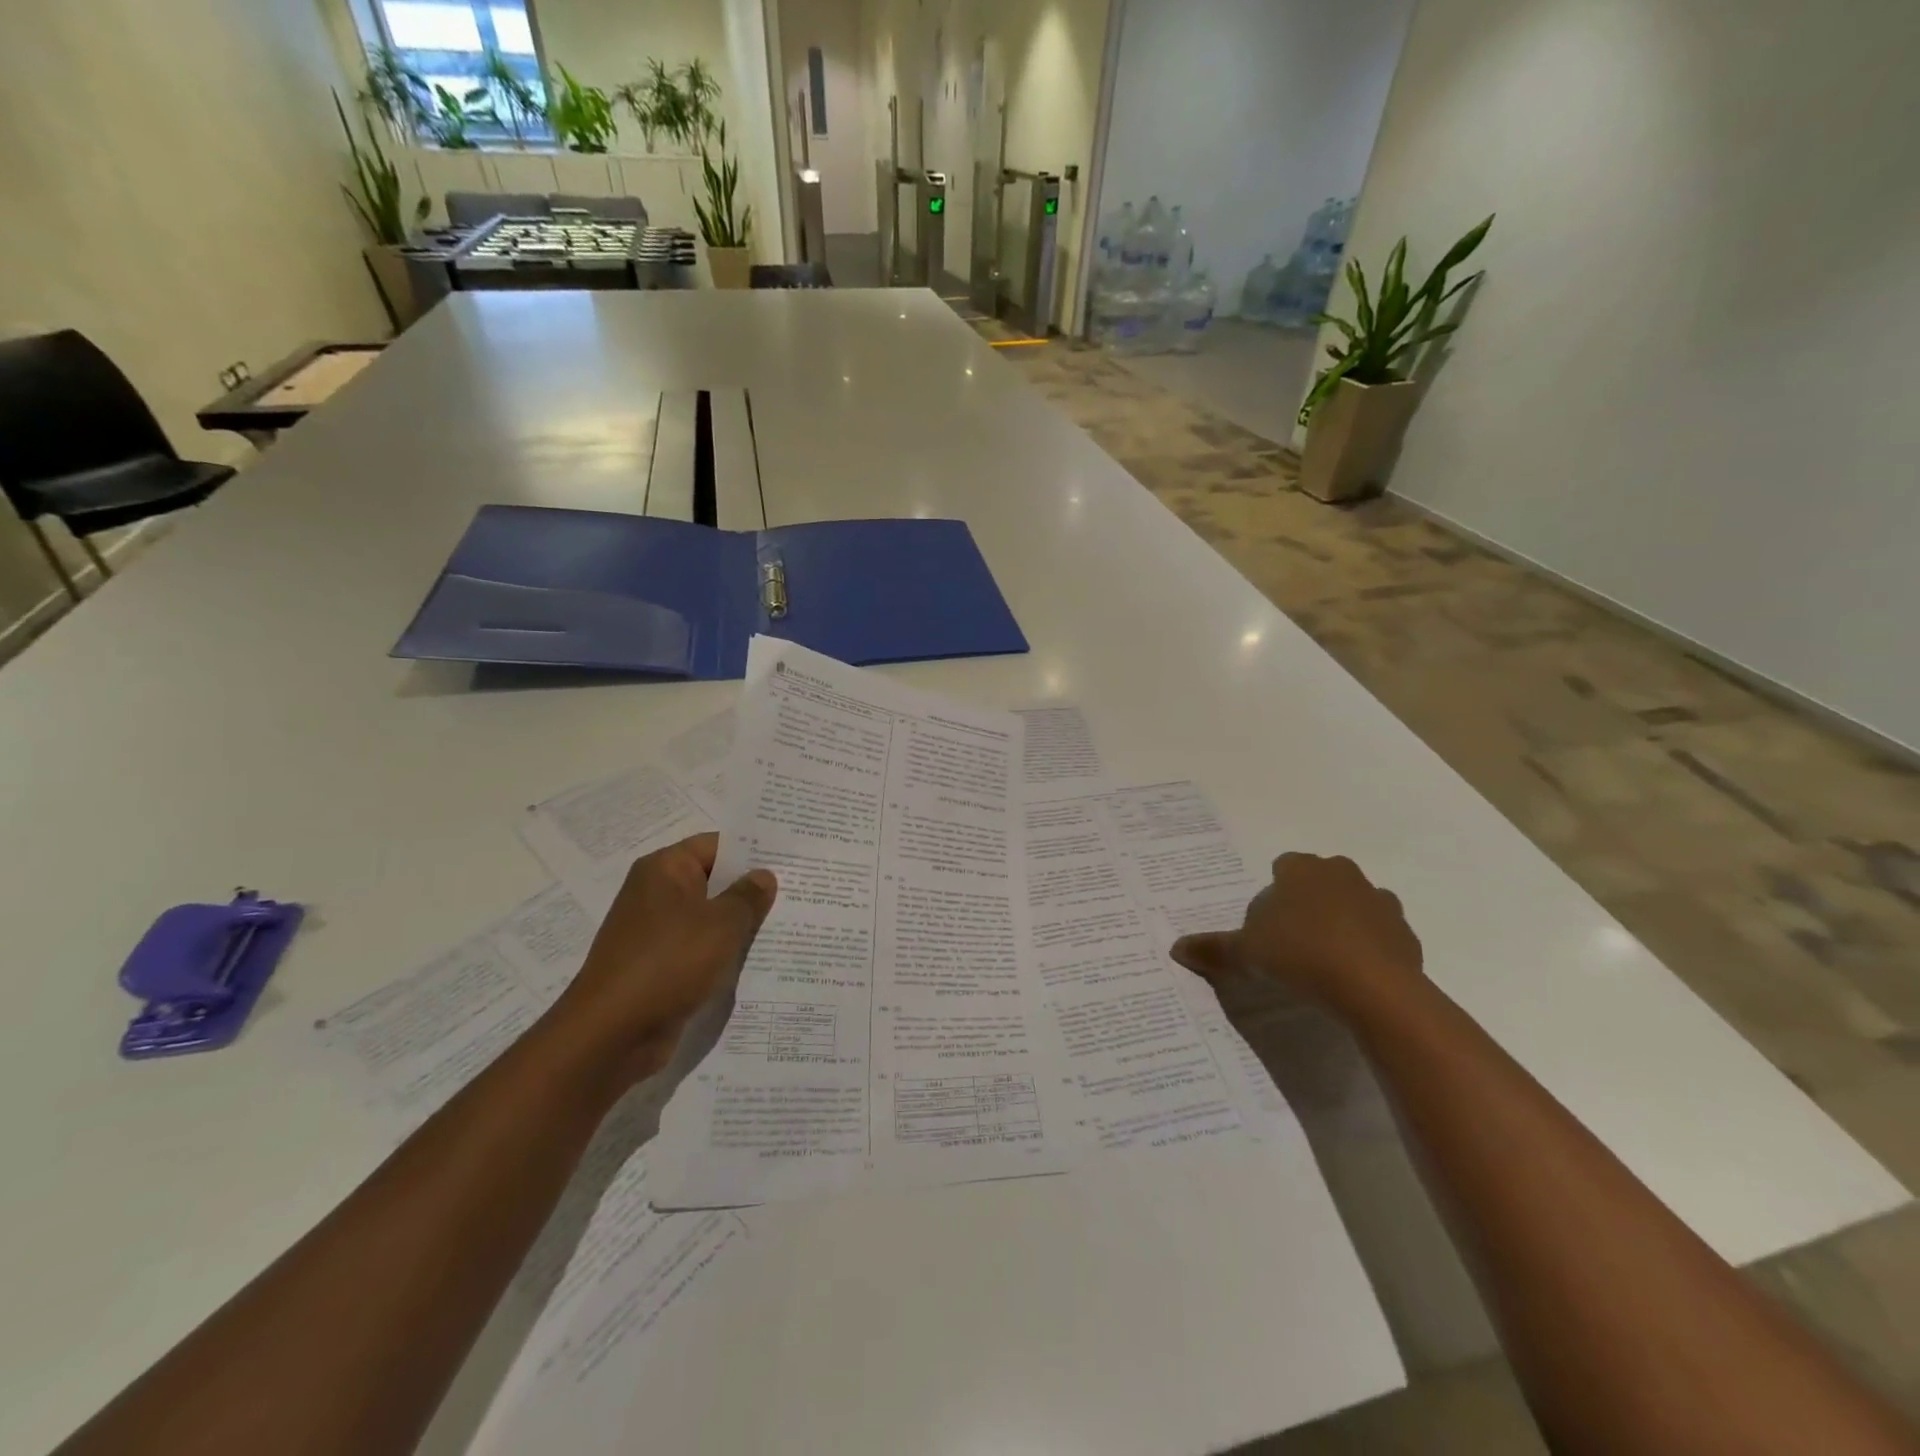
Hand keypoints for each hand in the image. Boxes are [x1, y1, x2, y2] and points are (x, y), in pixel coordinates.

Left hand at [550, 832, 776, 1082]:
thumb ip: (748, 896)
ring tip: (790, 924)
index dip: (754, 850)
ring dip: (741, 924)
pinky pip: (701, 949)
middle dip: (753, 889)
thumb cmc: (668, 963)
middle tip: (801, 891)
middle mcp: (657, 894)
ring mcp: (656, 932)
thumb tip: (764, 876)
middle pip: (714, 881)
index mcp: (665, 869)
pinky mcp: (660, 967)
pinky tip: (760, 959)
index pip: (717, 845)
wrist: (611, 1035)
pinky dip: (725, 952)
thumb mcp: (721, 924)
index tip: (792, 859)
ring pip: (710, 918)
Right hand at [1170, 853, 1421, 1012]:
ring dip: (1340, 923)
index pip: (1282, 868)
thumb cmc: (1300, 955)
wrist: (1375, 989)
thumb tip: (1176, 948)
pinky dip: (1367, 947)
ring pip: (1352, 904)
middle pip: (1318, 881)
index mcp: (1300, 869)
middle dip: (1307, 904)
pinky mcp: (1405, 932)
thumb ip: (1213, 948)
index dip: (1273, 895)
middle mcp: (1341, 873)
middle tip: (1291, 941)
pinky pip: (1379, 933)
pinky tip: (1353, 976)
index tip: (1267, 925)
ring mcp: (1378, 900)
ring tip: (1324, 960)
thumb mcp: (1246, 954)